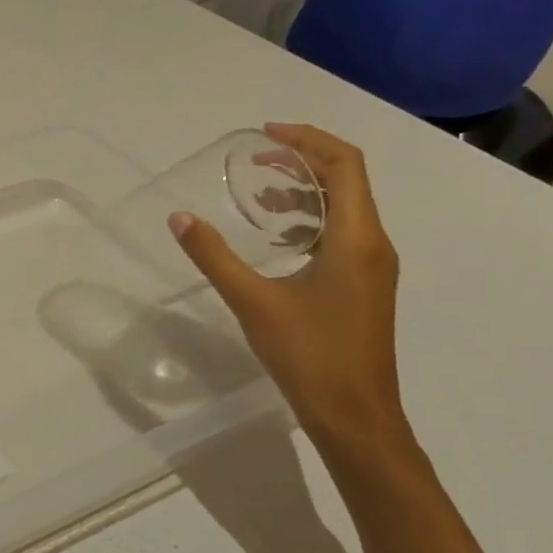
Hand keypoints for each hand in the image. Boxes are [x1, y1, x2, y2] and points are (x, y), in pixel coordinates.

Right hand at [169, 123, 412, 460]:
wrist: (355, 417)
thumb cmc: (309, 355)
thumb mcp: (252, 301)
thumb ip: (213, 256)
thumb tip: (179, 218)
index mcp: (355, 239)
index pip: (344, 165)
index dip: (307, 140)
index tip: (264, 135)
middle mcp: (372, 244)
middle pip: (347, 181)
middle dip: (302, 161)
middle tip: (255, 160)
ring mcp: (371, 267)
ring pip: (344, 208)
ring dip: (304, 192)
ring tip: (259, 197)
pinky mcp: (363, 286)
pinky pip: (340, 234)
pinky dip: (308, 221)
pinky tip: (275, 239)